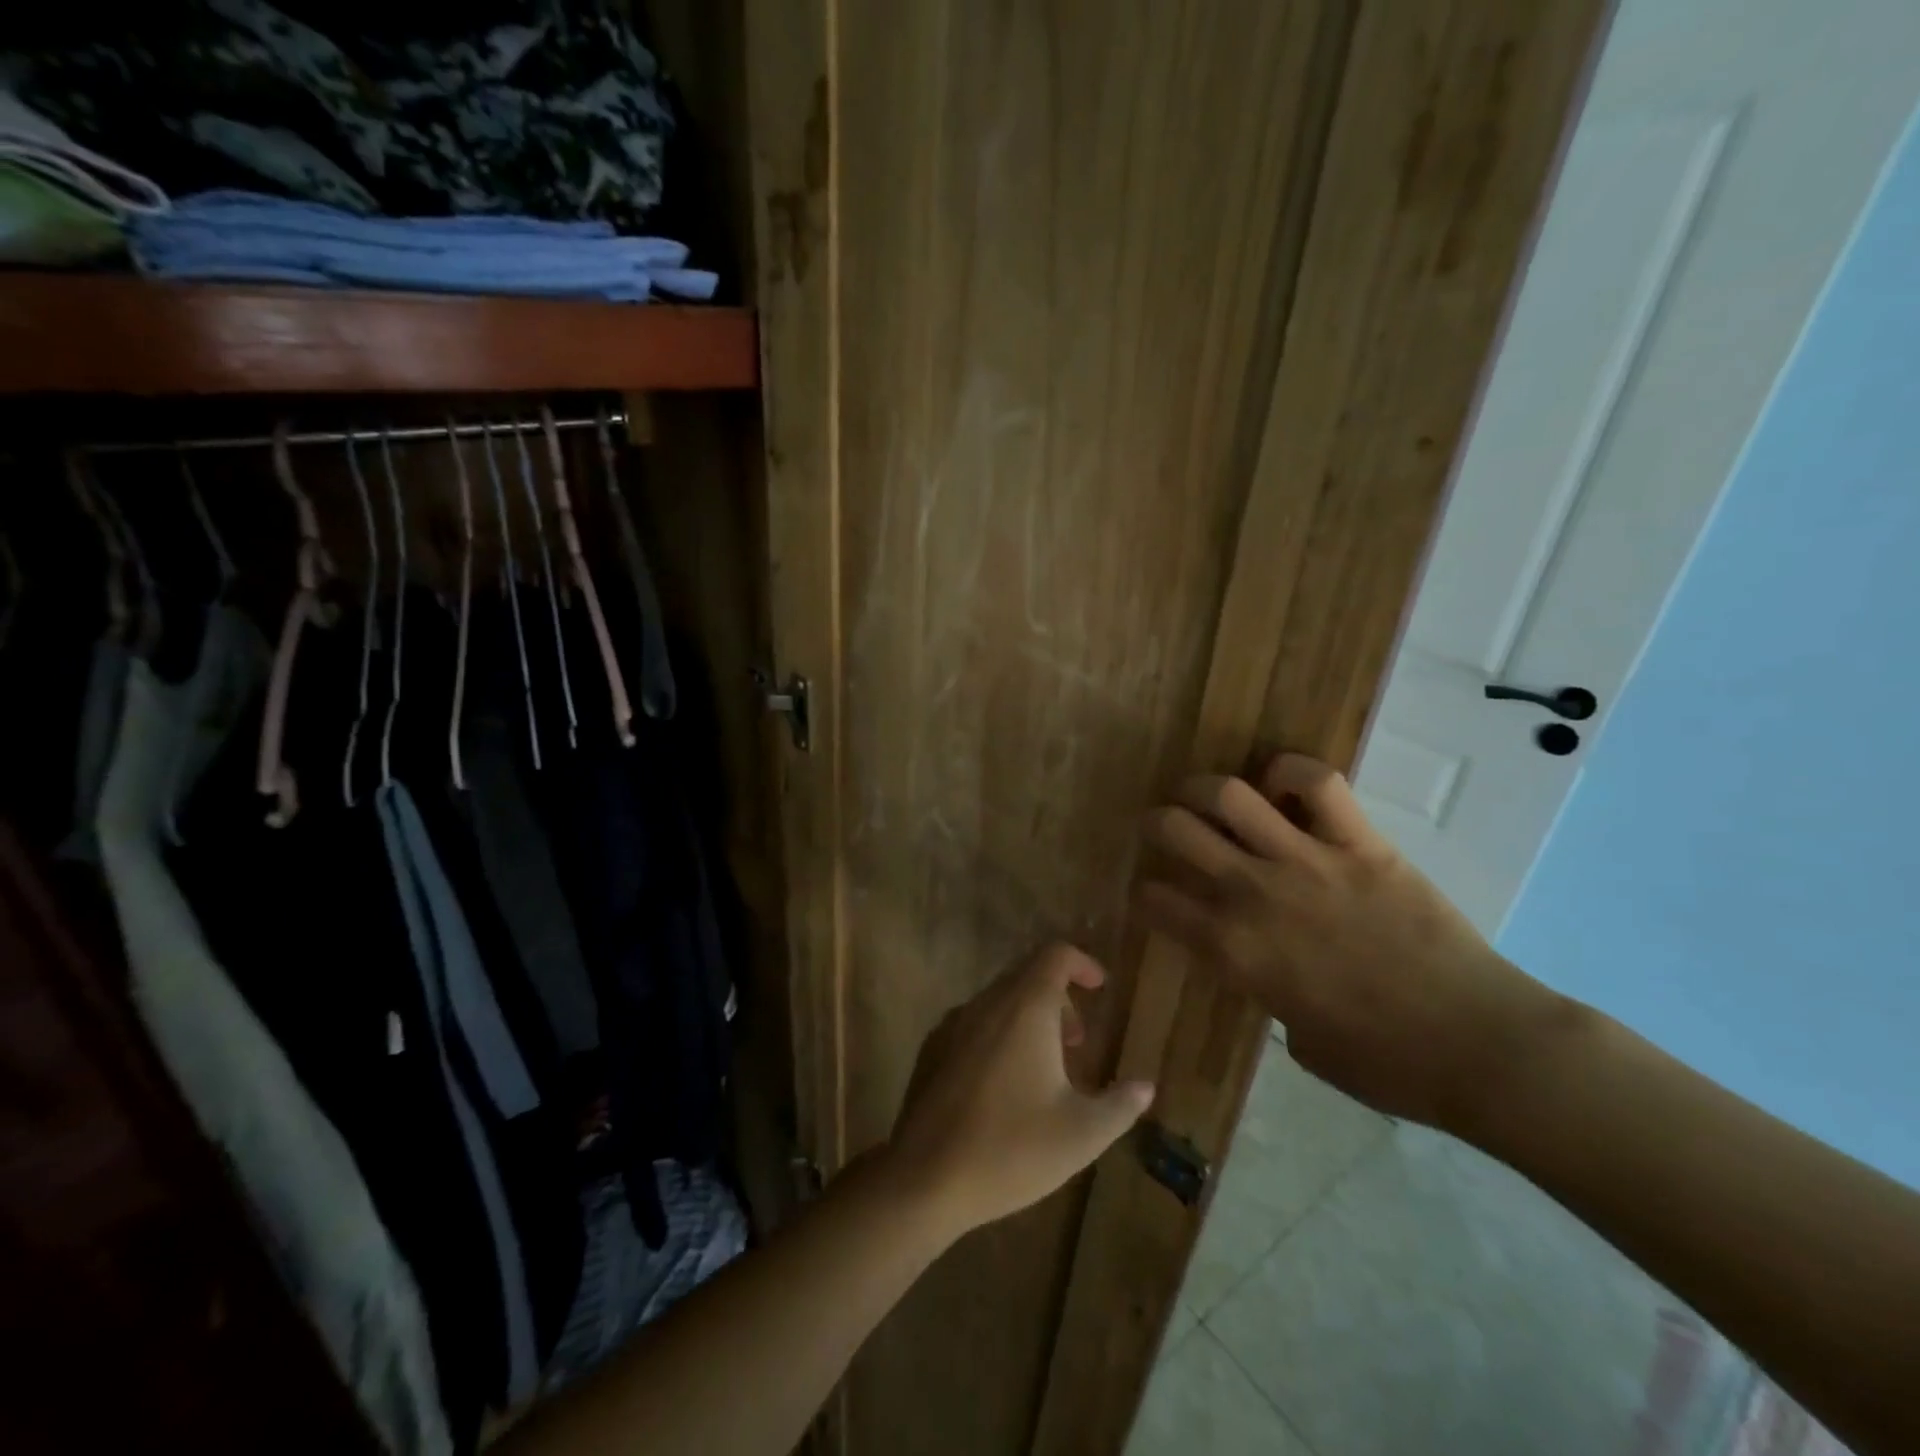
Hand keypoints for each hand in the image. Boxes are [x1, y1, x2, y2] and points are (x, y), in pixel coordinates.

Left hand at [885, 944, 1155, 1241]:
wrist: (924, 1177)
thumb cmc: (1011, 1149)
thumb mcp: (1081, 1135)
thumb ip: (1119, 1105)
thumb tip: (1145, 1086)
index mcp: (1025, 1008)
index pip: (1054, 955)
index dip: (1082, 964)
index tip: (1100, 988)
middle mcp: (987, 1004)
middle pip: (1027, 975)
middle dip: (1059, 998)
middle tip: (1078, 1040)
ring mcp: (953, 1024)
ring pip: (999, 1000)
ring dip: (1028, 1017)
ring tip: (1046, 1066)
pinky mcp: (932, 1048)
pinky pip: (974, 1023)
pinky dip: (999, 1033)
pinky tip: (1004, 1083)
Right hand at [1134, 753, 1567, 1133]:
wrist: (1478, 1046)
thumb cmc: (1384, 1063)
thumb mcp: (1297, 1040)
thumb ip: (1265, 991)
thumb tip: (1266, 966)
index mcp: (1232, 951)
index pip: (1155, 903)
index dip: (1146, 895)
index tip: (1154, 895)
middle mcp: (1252, 894)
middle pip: (1175, 830)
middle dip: (1159, 823)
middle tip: (1169, 828)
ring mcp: (1306, 861)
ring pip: (1228, 794)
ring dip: (1205, 788)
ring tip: (1209, 795)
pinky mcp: (1360, 843)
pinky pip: (1316, 782)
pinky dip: (1290, 773)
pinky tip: (1282, 785)